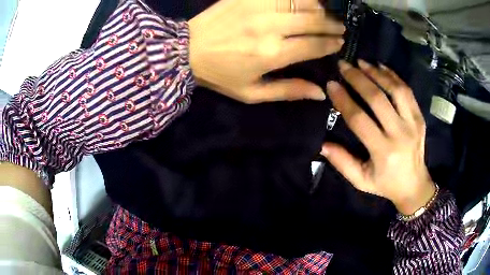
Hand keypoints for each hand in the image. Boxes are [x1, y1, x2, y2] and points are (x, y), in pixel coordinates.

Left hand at [188, 0, 344, 103]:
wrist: (186, 51)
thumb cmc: (219, 74)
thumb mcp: (252, 93)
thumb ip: (288, 91)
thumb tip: (321, 93)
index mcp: (272, 54)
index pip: (314, 45)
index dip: (331, 43)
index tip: (340, 41)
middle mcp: (270, 27)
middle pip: (313, 20)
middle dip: (331, 23)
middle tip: (339, 25)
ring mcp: (258, 7)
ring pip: (301, 1)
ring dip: (318, 6)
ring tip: (324, 11)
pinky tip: (303, 1)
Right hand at [321, 60, 435, 214]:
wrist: (414, 184)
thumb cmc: (386, 184)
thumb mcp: (361, 181)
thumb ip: (343, 163)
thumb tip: (323, 144)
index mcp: (383, 151)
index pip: (360, 120)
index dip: (344, 100)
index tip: (331, 84)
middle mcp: (400, 134)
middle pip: (377, 99)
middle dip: (358, 79)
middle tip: (343, 66)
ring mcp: (413, 123)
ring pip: (395, 90)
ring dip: (377, 73)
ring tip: (362, 62)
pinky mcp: (420, 117)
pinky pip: (407, 91)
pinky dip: (394, 76)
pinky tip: (381, 67)